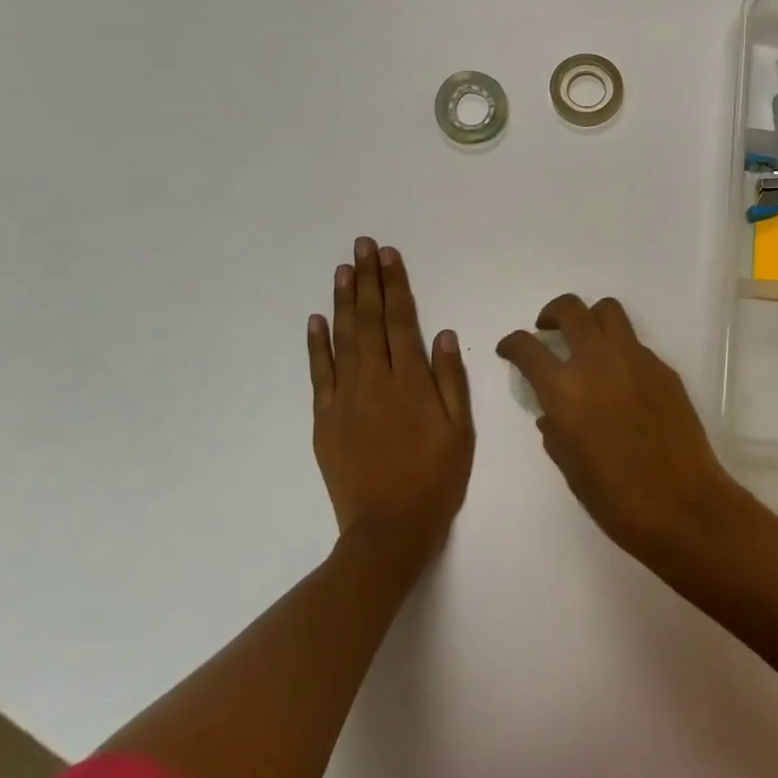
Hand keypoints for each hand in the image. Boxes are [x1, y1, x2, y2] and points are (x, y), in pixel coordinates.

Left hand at [310, 238, 473, 567]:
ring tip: (343, 269)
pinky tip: (316, 320)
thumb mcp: (460, 430)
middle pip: (370, 320)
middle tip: (362, 246)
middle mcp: (375, 381)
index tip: (389, 255)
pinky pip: (319, 374)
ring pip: (343, 339)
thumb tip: (444, 334)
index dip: (395, 285)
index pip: (401, 320)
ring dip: (343, 302)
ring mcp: (345, 399)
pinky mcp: (325, 420)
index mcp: (410, 382)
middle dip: (367, 280)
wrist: (387, 532)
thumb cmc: (434, 479)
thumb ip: (450, 379)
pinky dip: (316, 345)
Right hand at [497, 294, 747, 564]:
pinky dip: (620, 350)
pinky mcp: (663, 367)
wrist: (681, 503)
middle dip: (552, 312)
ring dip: (590, 318)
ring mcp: (635, 358)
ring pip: (608, 311)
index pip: (527, 347)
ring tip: (586, 341)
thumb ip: (555, 430)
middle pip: (570, 309)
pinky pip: (635, 344)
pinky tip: (622, 381)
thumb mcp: (570, 466)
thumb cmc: (615, 497)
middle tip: (548, 329)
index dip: (512, 343)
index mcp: (565, 388)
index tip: (509, 348)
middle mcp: (597, 360)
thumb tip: (552, 412)